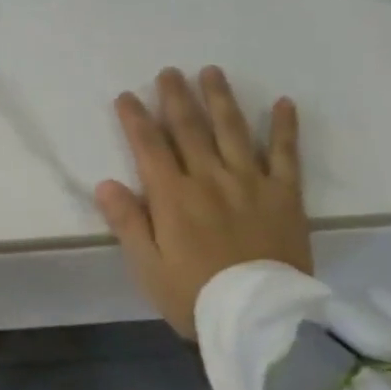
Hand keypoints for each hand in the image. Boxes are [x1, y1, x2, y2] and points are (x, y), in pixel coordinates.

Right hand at [95, 67, 309, 338]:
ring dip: (220, 98)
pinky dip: (284, 128)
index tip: (126, 96)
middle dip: (176, 97)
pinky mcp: (285, 195)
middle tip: (169, 72)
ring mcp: (250, 182)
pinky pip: (285, 154)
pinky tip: (284, 103)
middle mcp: (209, 178)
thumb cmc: (194, 296)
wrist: (257, 318)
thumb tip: (105, 183)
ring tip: (211, 71)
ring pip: (232, 130)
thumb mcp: (147, 267)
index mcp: (173, 196)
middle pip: (189, 128)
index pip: (149, 146)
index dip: (136, 119)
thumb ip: (127, 223)